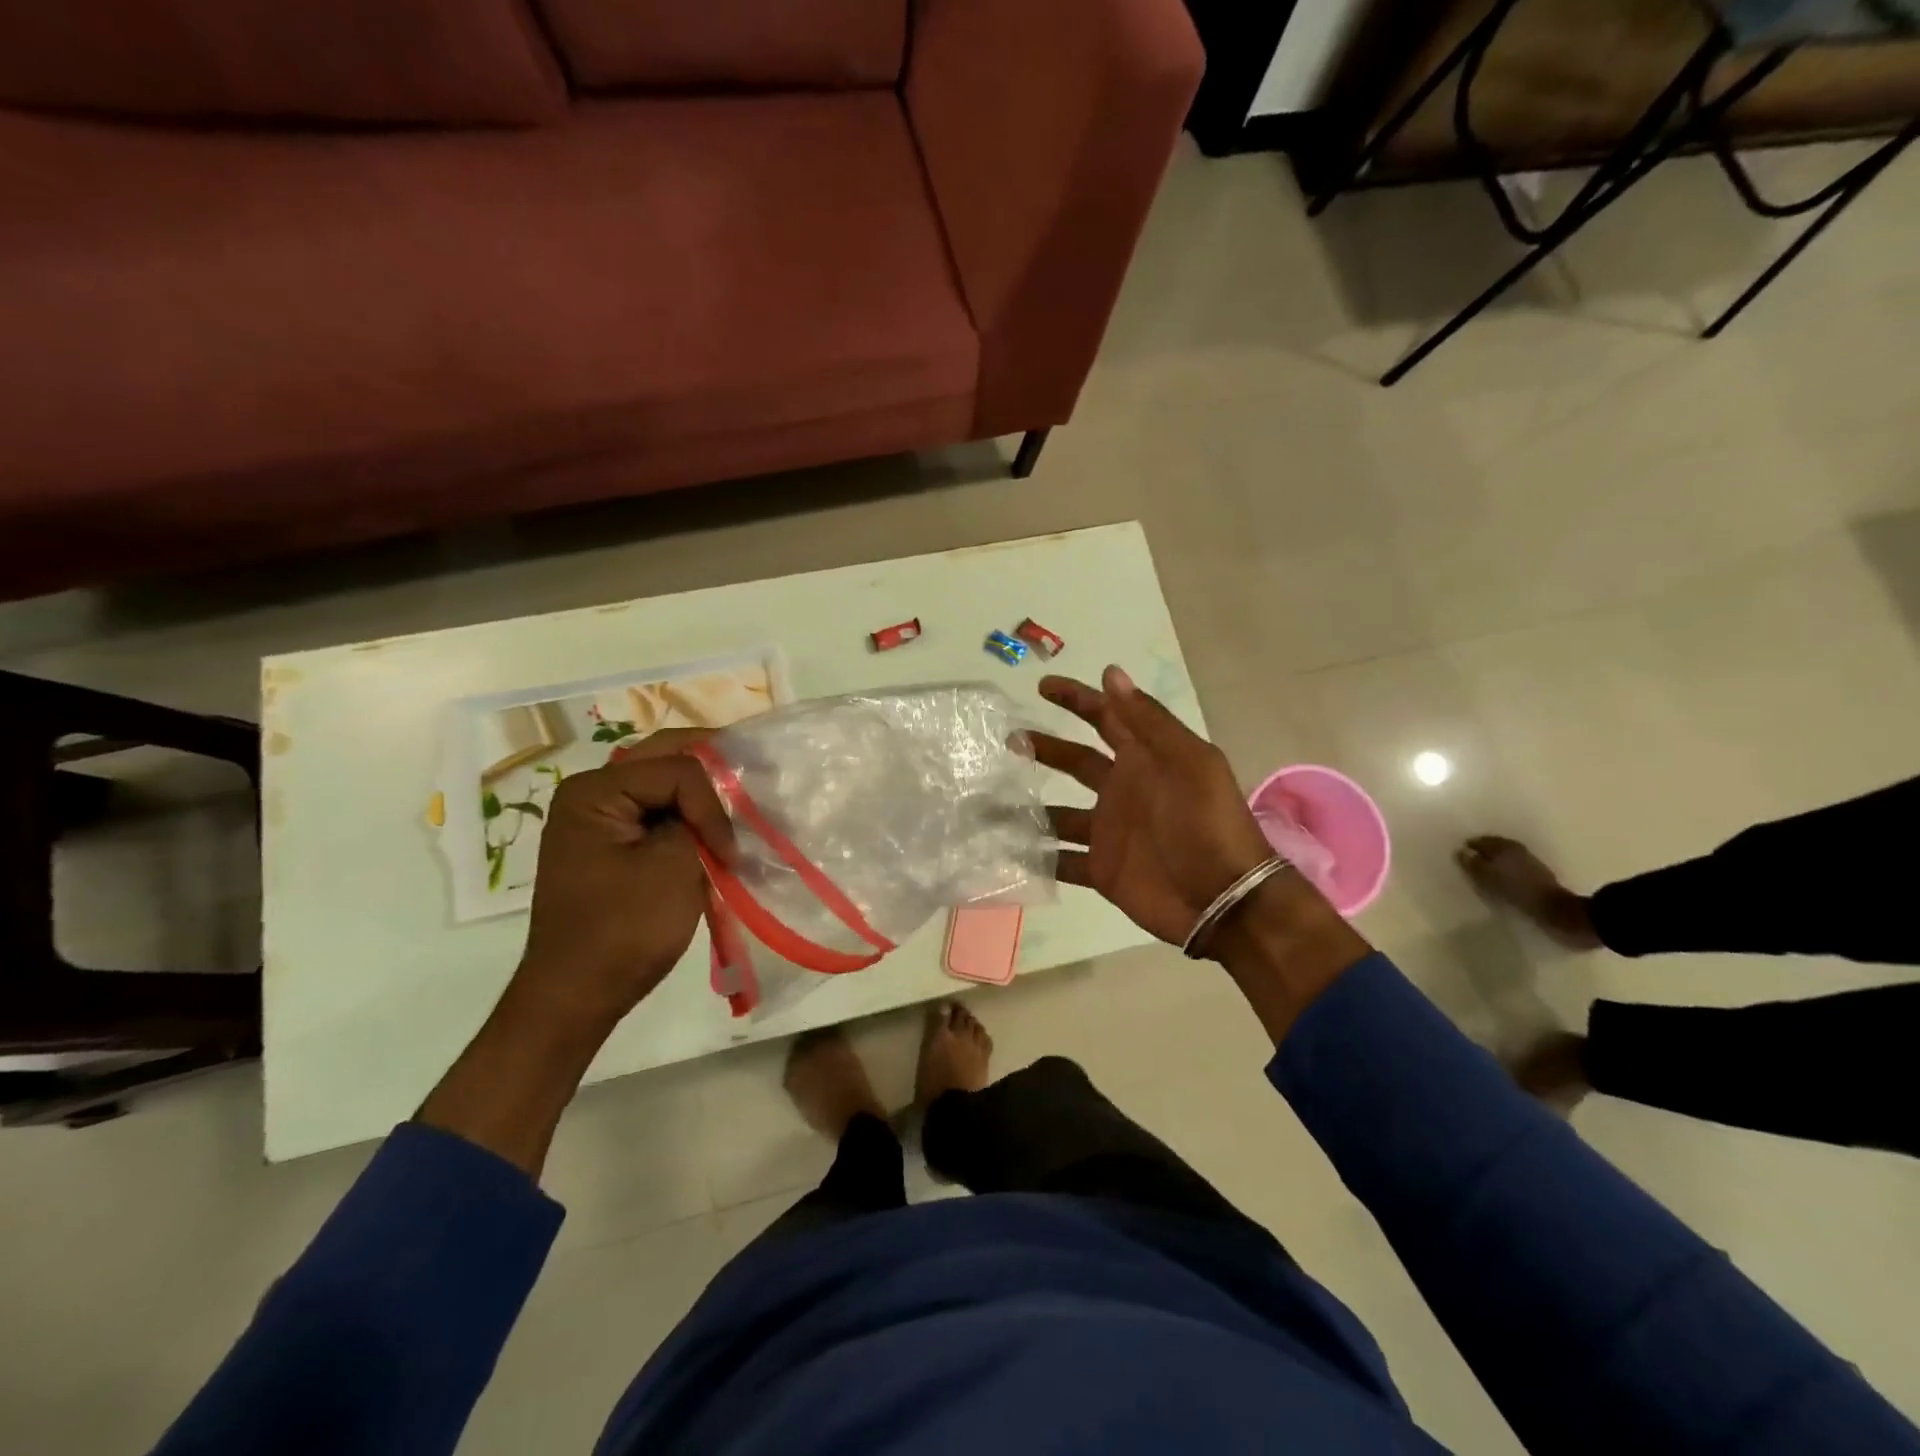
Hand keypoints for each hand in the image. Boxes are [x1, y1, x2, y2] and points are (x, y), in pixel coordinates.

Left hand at [512, 729, 735, 1030]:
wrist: (577, 995)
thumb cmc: (623, 930)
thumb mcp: (673, 866)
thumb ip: (700, 821)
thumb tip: (722, 806)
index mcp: (595, 791)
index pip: (677, 770)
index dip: (713, 805)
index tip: (730, 853)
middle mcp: (590, 792)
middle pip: (665, 757)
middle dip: (714, 766)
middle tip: (755, 775)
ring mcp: (597, 818)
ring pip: (662, 781)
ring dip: (702, 788)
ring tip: (740, 798)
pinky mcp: (610, 843)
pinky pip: (655, 810)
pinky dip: (688, 813)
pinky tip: (714, 824)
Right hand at [1030, 667, 1273, 946]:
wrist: (1223, 900)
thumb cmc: (1206, 824)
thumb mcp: (1187, 762)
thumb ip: (1148, 721)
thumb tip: (1111, 673)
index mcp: (1144, 760)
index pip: (1105, 719)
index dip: (1077, 700)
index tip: (1042, 687)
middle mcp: (1122, 790)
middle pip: (1075, 762)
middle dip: (1044, 748)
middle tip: (1008, 739)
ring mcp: (1109, 832)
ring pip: (1058, 813)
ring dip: (1027, 807)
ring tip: (988, 800)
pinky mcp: (1102, 869)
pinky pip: (1061, 860)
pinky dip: (1036, 857)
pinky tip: (1005, 850)